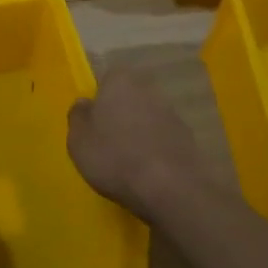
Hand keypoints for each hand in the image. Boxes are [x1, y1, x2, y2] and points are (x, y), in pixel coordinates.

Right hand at [67, 68, 222, 220]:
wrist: (172, 189)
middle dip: (120, 114)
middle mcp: (149, 89)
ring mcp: (173, 114)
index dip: (98, 98)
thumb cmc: (115, 157)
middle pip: (129, 97)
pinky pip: (163, 139)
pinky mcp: (189, 139)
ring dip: (139, 132)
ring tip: (127, 161)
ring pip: (147, 118)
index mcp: (120, 81)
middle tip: (107, 140)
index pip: (106, 78)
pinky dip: (155, 150)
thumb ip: (78, 116)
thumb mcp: (78, 139)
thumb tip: (85, 104)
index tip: (92, 121)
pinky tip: (147, 172)